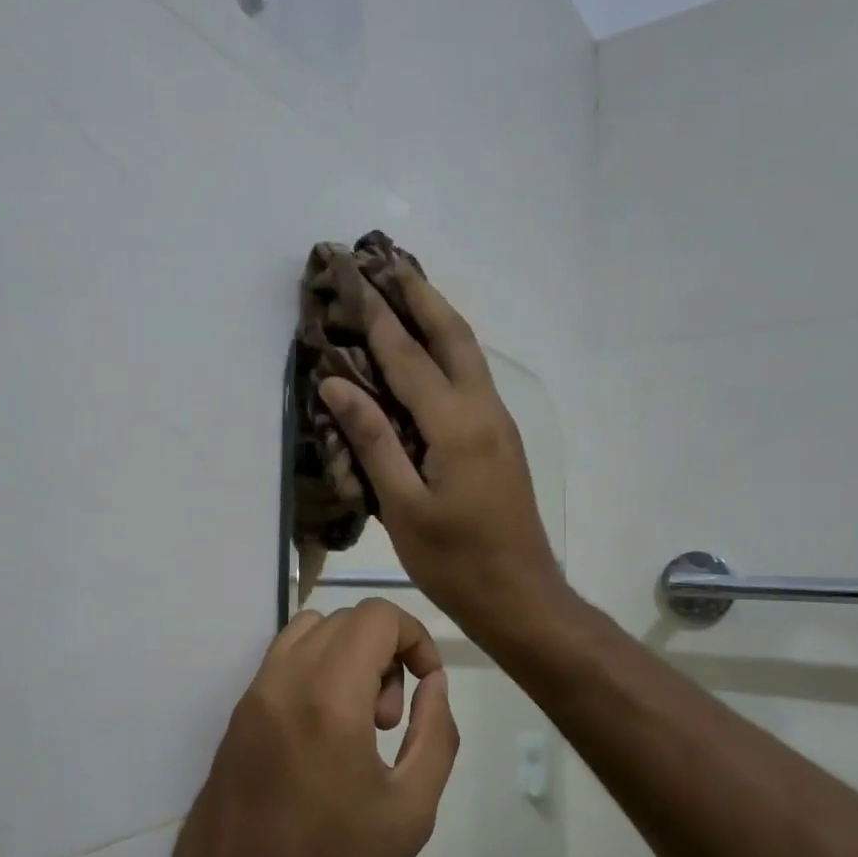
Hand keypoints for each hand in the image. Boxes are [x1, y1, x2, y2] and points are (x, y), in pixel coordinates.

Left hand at [153, 600, 459, 856]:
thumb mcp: (411, 810)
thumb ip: (436, 733)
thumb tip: (434, 683)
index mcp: (328, 696)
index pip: (375, 615)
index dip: (414, 636)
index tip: (426, 685)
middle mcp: (282, 681)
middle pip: (344, 620)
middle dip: (383, 651)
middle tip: (389, 719)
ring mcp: (249, 698)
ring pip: (307, 633)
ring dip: (345, 656)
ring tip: (358, 725)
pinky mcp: (233, 720)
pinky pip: (280, 664)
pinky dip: (314, 672)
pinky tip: (323, 738)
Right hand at [316, 282, 565, 640]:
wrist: (521, 596)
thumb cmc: (455, 561)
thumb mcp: (404, 506)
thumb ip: (373, 440)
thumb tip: (336, 383)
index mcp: (457, 425)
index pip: (407, 357)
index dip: (376, 315)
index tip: (353, 275)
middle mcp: (484, 410)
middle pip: (453, 335)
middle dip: (420, 294)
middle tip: (388, 260)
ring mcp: (498, 423)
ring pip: (468, 353)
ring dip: (438, 316)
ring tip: (407, 289)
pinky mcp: (500, 439)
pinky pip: (471, 377)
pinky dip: (448, 350)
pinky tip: (429, 352)